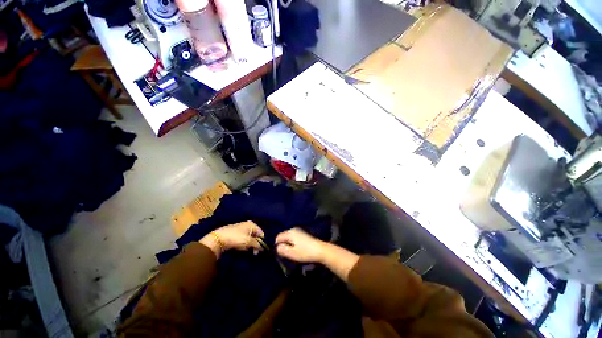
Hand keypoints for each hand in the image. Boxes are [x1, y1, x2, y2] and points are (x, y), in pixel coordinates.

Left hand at [200, 221, 264, 257]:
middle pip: (255, 236)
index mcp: (252, 224)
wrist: (218, 239)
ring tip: (247, 251)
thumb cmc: (236, 238)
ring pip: (249, 238)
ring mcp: (240, 229)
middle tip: (254, 253)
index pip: (261, 233)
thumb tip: (263, 248)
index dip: (262, 242)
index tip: (259, 250)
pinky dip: (244, 244)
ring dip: (249, 245)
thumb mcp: (249, 242)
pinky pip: (243, 239)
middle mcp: (247, 225)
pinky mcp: (235, 234)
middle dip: (255, 244)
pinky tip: (241, 248)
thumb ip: (257, 244)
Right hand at [275, 228, 324, 262]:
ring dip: (288, 244)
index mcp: (290, 233)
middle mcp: (293, 229)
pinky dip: (293, 243)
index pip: (278, 237)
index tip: (280, 254)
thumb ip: (282, 250)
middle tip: (285, 254)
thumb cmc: (305, 252)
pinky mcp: (303, 234)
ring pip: (289, 237)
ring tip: (291, 252)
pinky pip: (294, 238)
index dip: (277, 245)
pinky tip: (297, 249)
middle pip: (283, 236)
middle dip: (283, 244)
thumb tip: (277, 247)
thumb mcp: (292, 253)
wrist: (320, 250)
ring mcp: (299, 231)